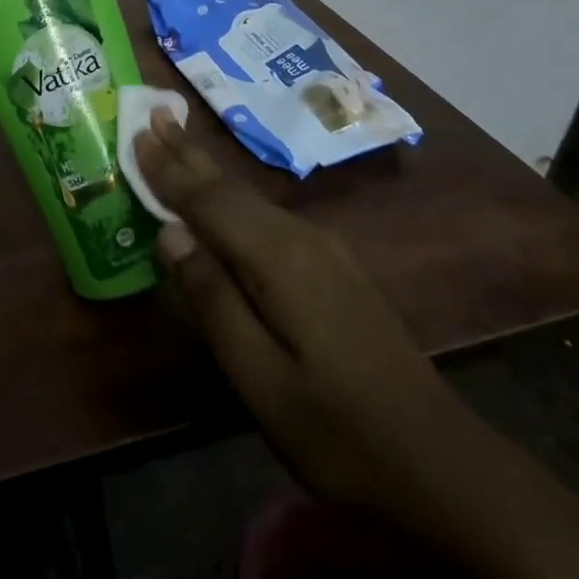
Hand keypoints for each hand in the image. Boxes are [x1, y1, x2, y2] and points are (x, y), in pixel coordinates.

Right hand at [135, 110, 457, 504]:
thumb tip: (170, 234)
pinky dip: (231, 197)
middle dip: (188, 151)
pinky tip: (222, 199)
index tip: (135, 133)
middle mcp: (301, 239)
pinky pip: (267, 216)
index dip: (168, 169)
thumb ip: (213, 300)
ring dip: (208, 169)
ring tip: (176, 140)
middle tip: (152, 112)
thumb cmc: (339, 433)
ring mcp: (323, 251)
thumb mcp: (261, 381)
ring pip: (250, 198)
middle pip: (230, 187)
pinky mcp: (333, 268)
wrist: (443, 467)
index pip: (209, 201)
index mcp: (279, 260)